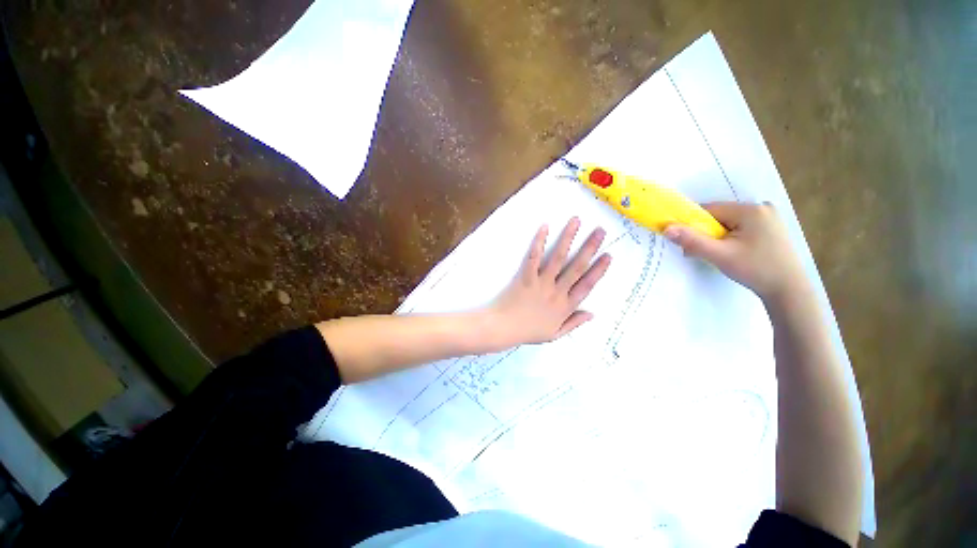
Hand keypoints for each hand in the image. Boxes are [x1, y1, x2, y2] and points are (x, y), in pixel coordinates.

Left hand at [488, 218, 611, 346]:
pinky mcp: (526, 277)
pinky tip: (545, 227)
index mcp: (565, 307)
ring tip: (576, 221)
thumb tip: (592, 313)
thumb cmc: (528, 331)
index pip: (587, 285)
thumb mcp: (555, 335)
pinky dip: (539, 242)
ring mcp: (541, 283)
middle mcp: (557, 292)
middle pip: (577, 267)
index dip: (599, 270)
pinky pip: (534, 258)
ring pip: (558, 258)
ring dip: (568, 238)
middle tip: (600, 231)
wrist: (504, 329)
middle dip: (590, 248)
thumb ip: (574, 324)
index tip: (608, 255)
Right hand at [663, 202, 807, 301]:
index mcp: (750, 210)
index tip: (687, 242)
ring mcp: (768, 217)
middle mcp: (761, 207)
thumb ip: (692, 240)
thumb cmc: (755, 270)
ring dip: (716, 237)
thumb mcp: (719, 255)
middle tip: (700, 253)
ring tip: (718, 255)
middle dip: (705, 233)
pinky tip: (732, 252)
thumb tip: (666, 228)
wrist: (789, 290)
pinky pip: (739, 227)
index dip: (693, 224)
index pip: (709, 210)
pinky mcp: (770, 227)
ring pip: (728, 222)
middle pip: (719, 216)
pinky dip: (729, 238)